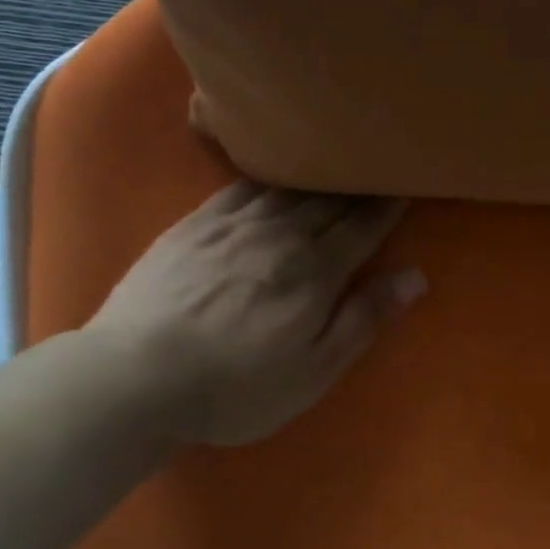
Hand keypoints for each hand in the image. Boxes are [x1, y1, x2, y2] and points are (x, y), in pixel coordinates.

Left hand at [84, 183, 424, 445]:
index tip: (406, 186)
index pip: (363, 227)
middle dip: (359, 185)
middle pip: (329, 201)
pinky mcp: (194, 225)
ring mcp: (233, 225)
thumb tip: (415, 276)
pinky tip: (274, 171)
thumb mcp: (314, 370)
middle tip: (378, 166)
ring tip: (337, 161)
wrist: (133, 378)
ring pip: (288, 188)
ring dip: (319, 174)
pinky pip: (241, 187)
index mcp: (315, 271)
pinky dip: (268, 175)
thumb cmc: (236, 387)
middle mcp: (280, 235)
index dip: (388, 207)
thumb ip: (364, 318)